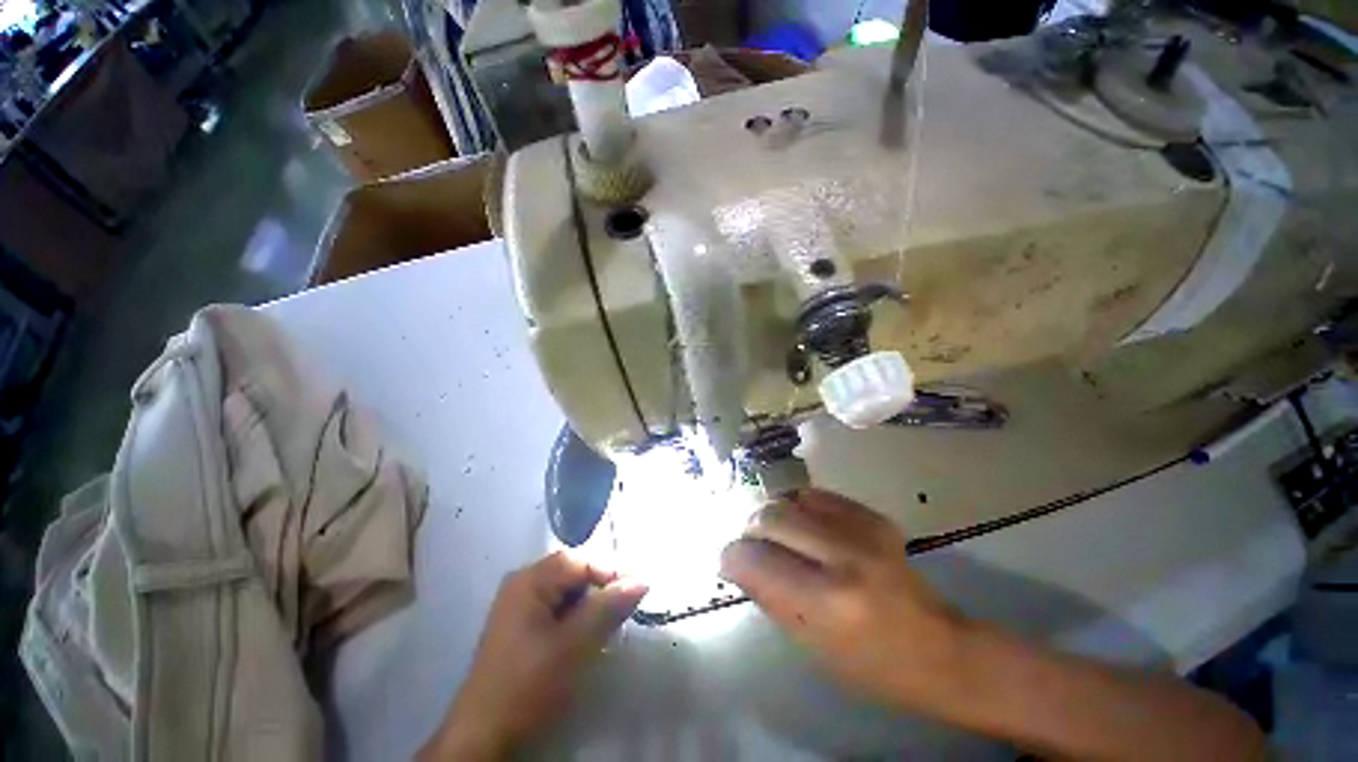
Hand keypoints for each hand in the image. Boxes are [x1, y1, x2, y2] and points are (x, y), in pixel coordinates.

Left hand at [420, 552, 647, 760]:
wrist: (491, 723)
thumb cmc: (532, 682)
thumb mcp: (574, 645)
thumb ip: (606, 609)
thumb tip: (640, 579)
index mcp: (527, 582)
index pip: (577, 559)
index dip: (611, 572)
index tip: (643, 596)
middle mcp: (519, 589)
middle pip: (569, 575)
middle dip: (602, 592)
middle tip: (629, 618)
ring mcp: (517, 612)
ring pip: (564, 598)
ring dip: (591, 610)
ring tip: (612, 634)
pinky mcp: (521, 635)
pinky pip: (555, 616)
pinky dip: (577, 625)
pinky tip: (589, 645)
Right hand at [720, 488, 961, 709]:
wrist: (935, 650)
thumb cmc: (867, 668)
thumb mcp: (809, 646)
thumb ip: (771, 599)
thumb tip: (738, 565)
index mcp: (822, 601)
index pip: (750, 556)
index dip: (731, 559)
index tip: (730, 569)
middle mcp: (843, 557)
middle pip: (770, 517)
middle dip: (749, 532)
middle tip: (751, 553)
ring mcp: (866, 533)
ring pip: (797, 499)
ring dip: (777, 516)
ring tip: (777, 540)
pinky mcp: (881, 521)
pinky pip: (827, 498)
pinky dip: (806, 509)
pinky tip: (806, 531)